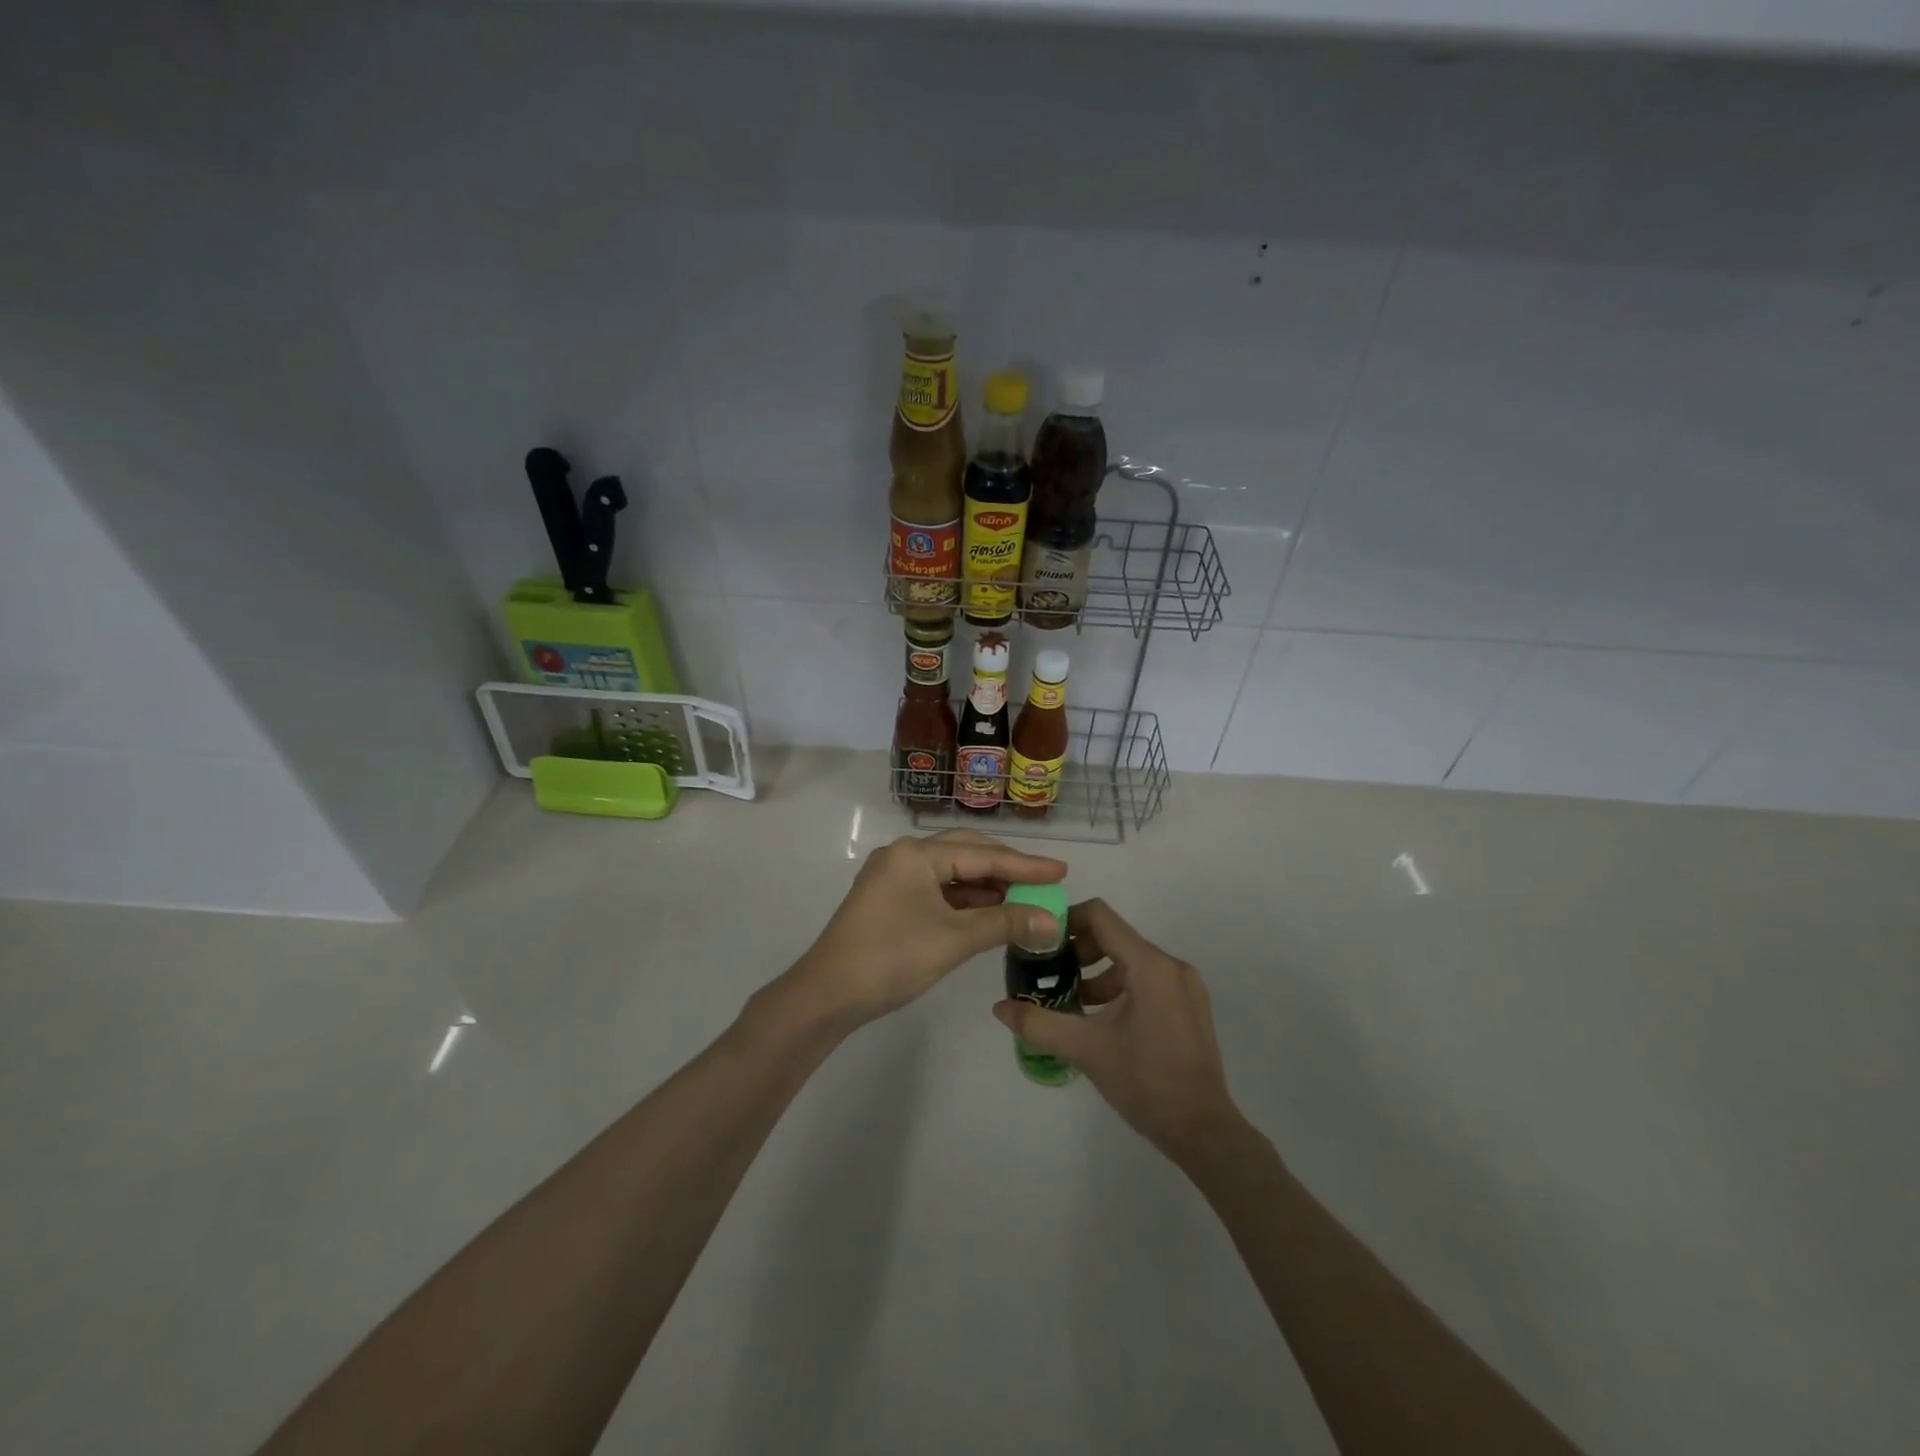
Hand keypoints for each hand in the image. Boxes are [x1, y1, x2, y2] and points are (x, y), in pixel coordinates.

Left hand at [785, 831, 1065, 1028]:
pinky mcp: (888, 899)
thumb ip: (1005, 924)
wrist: (828, 995)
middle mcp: (903, 855)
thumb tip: (1052, 920)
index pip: (982, 854)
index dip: (1025, 865)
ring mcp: (892, 877)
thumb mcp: (955, 940)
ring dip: (985, 886)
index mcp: (916, 854)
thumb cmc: (893, 959)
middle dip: (1005, 868)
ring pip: (950, 872)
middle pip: (965, 853)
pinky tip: (987, 912)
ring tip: (1022, 899)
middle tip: (1043, 881)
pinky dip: (963, 900)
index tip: (1062, 871)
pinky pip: (935, 889)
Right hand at [994, 899, 1243, 1162]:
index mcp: (1149, 965)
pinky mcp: (1191, 1006)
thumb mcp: (1085, 1049)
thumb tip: (1000, 1008)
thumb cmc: (1144, 1081)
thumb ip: (1039, 1023)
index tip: (1041, 942)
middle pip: (1115, 937)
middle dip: (1080, 952)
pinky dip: (1122, 987)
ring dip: (1099, 973)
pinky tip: (1104, 1021)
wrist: (1203, 1130)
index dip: (1066, 921)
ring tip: (1074, 1004)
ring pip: (1132, 960)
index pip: (1100, 917)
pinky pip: (1149, 979)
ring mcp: (1186, 986)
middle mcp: (1171, 965)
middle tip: (1052, 977)